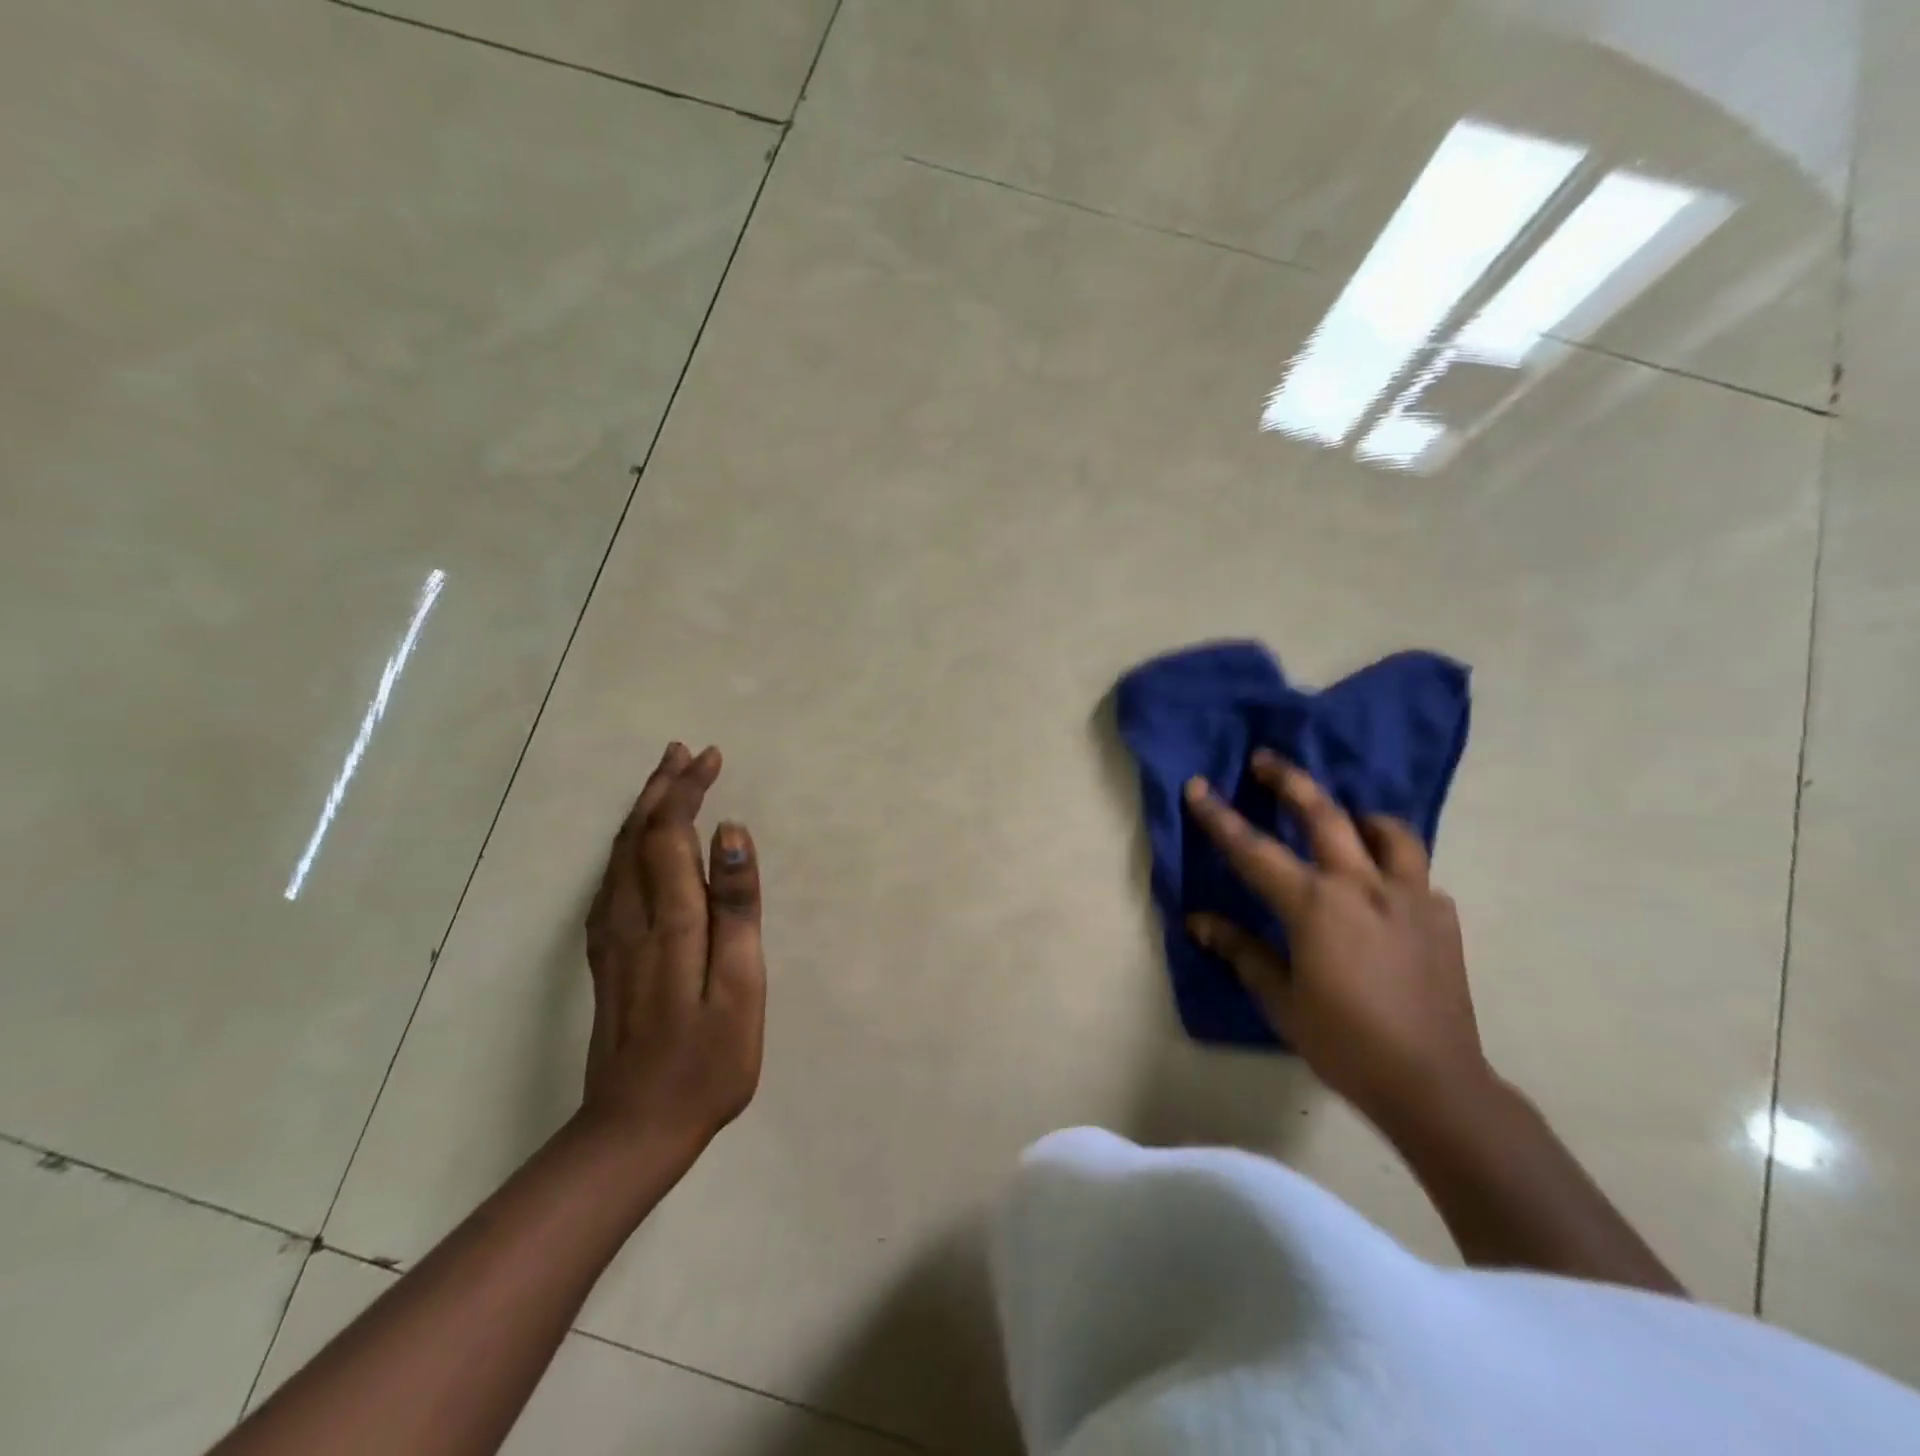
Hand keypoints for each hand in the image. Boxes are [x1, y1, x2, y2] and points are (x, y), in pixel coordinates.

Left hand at [582, 743, 765, 1160]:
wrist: (634, 1129)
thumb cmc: (707, 1061)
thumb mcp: (740, 988)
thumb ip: (735, 908)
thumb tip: (730, 835)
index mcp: (670, 921)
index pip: (670, 834)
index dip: (687, 791)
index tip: (711, 757)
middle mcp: (630, 918)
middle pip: (638, 836)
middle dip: (662, 789)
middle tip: (684, 753)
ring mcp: (611, 939)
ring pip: (619, 856)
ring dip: (642, 811)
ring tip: (664, 782)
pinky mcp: (605, 958)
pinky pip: (610, 881)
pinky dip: (626, 846)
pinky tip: (634, 847)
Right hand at [1182, 750, 1489, 1133]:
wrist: (1433, 1083)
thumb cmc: (1344, 1042)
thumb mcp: (1280, 999)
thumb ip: (1241, 950)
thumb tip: (1199, 920)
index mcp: (1316, 905)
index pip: (1254, 850)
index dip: (1220, 817)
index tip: (1198, 786)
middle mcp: (1363, 886)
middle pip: (1324, 815)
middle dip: (1290, 781)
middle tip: (1266, 759)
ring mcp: (1410, 897)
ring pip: (1388, 831)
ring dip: (1359, 815)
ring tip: (1345, 818)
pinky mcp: (1442, 917)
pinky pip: (1417, 873)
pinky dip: (1395, 866)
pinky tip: (1384, 888)